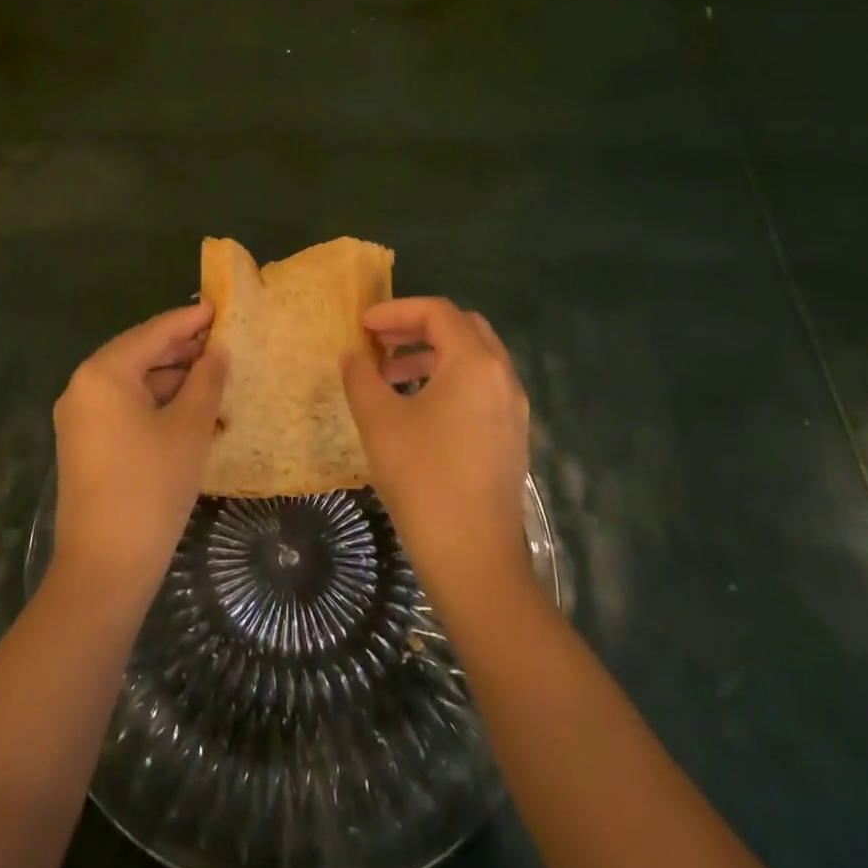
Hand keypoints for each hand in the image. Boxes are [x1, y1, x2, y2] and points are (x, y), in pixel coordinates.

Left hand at [51, 302, 226, 595]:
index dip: (189, 320)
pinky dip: (158, 405)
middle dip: (183, 350)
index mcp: (103, 373)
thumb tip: (217, 352)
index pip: (153, 332)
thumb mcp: (189, 426)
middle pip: (140, 355)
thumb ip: (206, 380)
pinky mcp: (86, 445)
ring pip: (134, 384)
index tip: (220, 307)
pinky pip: (126, 409)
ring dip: (174, 380)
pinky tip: (192, 411)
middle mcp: (84, 387)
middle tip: (224, 343)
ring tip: (216, 377)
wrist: (105, 566)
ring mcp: (81, 418)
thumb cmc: (151, 485)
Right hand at [342, 298, 531, 606]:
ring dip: (430, 355)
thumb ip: (361, 377)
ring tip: (388, 377)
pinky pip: (480, 387)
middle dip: (416, 328)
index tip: (362, 326)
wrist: (473, 557)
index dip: (395, 311)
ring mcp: (513, 407)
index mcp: (475, 363)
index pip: (437, 312)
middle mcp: (503, 376)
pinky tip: (417, 407)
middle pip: (461, 328)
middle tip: (379, 342)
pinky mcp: (512, 435)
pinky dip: (448, 380)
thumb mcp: (379, 421)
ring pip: (472, 359)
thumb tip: (353, 356)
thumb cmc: (423, 478)